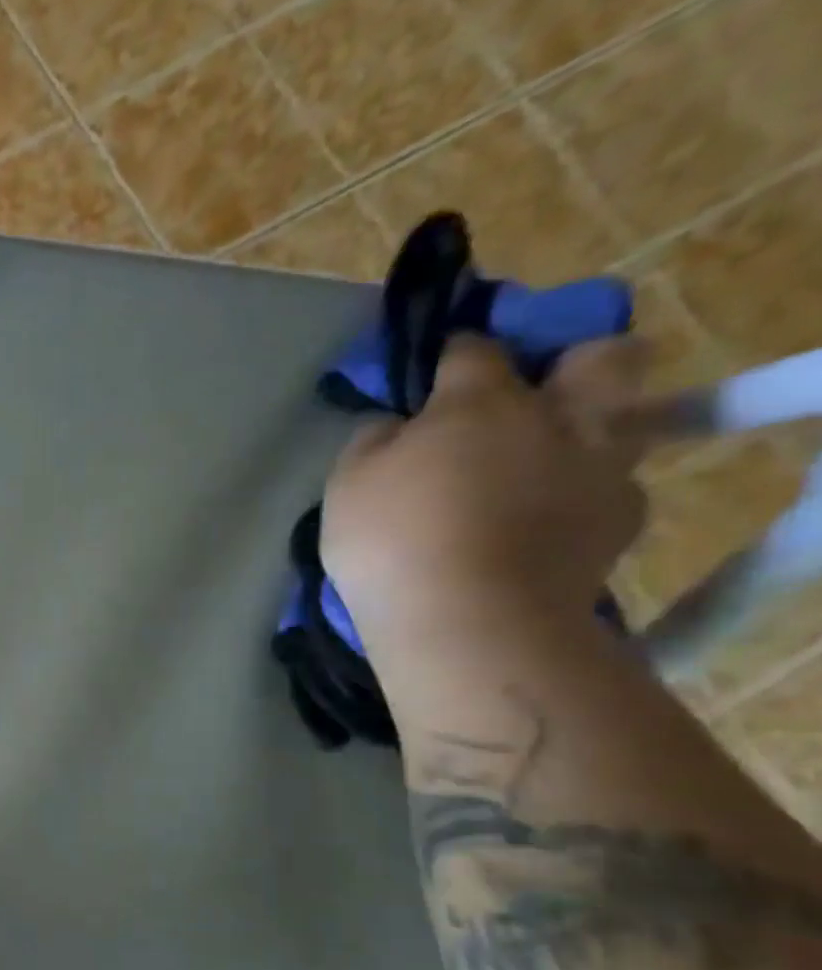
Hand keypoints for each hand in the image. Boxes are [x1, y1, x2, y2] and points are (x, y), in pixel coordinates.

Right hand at [321, 334, 651, 653]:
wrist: (469, 619)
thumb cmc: (392, 543)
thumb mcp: (346, 487)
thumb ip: (372, 443)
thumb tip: (393, 424)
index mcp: (481, 401)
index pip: (472, 350)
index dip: (452, 356)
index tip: (434, 374)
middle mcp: (556, 416)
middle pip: (601, 356)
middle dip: (574, 363)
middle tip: (533, 399)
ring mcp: (600, 467)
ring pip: (623, 422)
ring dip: (588, 433)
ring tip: (545, 469)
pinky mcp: (622, 520)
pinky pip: (611, 490)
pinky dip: (582, 499)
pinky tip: (548, 526)